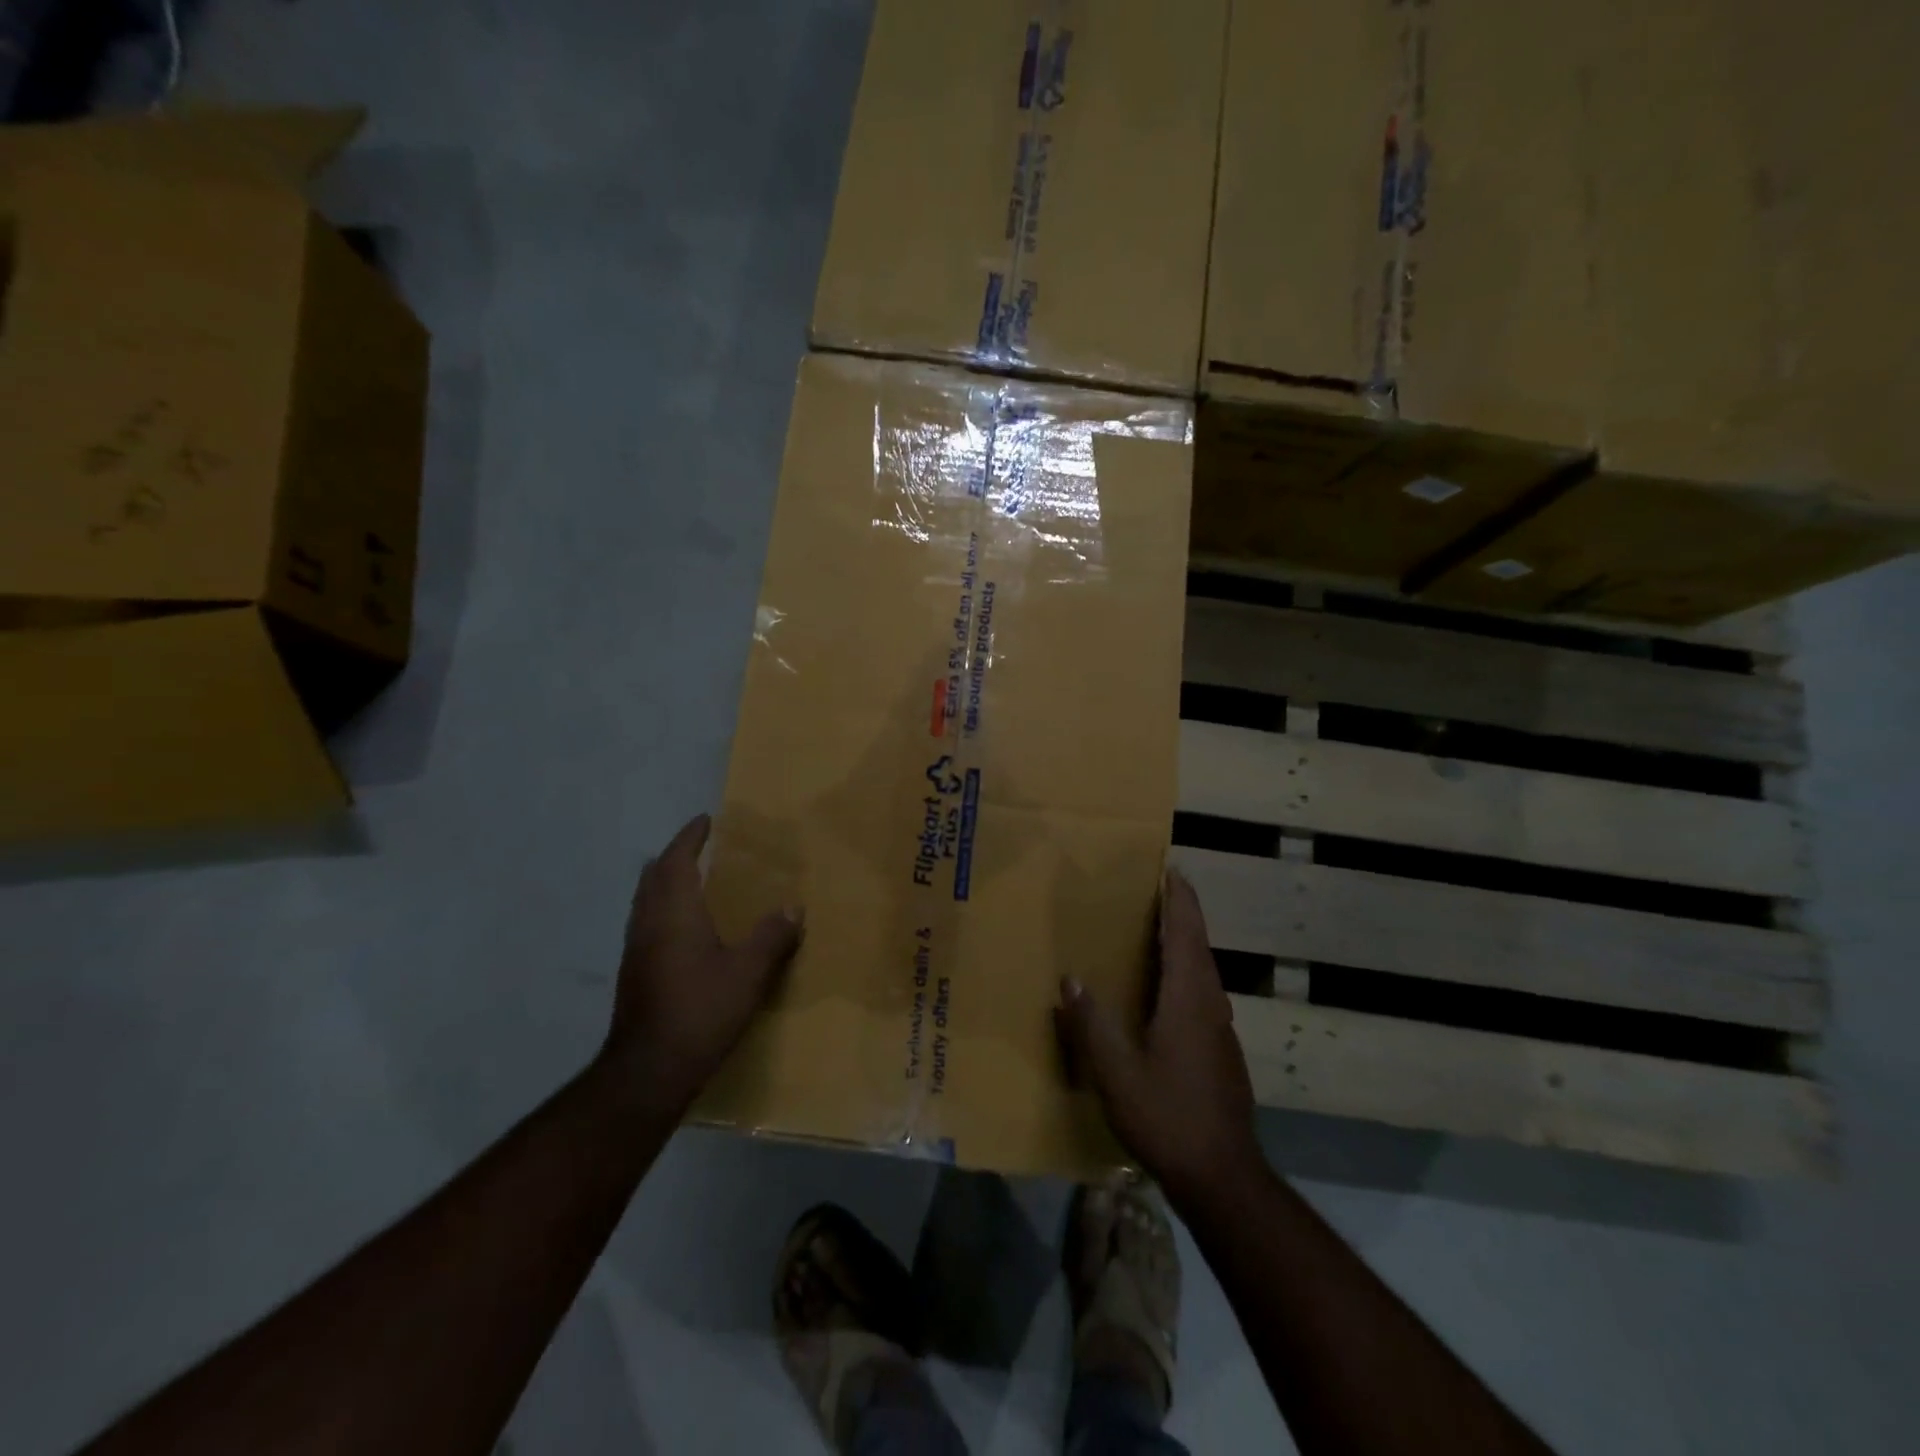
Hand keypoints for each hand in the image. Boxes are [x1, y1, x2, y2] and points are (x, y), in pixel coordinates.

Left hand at [601, 814, 803, 1106]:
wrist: (648, 1069)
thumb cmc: (701, 1010)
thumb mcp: (748, 973)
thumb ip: (772, 937)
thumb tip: (793, 908)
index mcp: (674, 913)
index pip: (677, 860)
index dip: (690, 837)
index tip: (705, 820)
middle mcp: (649, 922)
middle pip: (654, 875)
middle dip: (674, 855)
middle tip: (699, 845)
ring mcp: (636, 949)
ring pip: (646, 900)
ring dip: (665, 880)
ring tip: (692, 878)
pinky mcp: (634, 973)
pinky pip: (647, 921)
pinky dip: (663, 907)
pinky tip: (683, 927)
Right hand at [1055, 867, 1259, 1202]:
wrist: (1223, 1177)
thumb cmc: (1168, 1116)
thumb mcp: (1116, 1073)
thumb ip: (1091, 1024)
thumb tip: (1070, 979)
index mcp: (1188, 997)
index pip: (1186, 932)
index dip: (1179, 898)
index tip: (1170, 867)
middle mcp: (1210, 1003)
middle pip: (1198, 944)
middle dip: (1180, 912)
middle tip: (1153, 889)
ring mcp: (1220, 1028)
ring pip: (1202, 970)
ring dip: (1183, 941)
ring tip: (1154, 930)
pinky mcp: (1221, 1050)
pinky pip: (1202, 992)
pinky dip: (1184, 971)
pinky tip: (1163, 989)